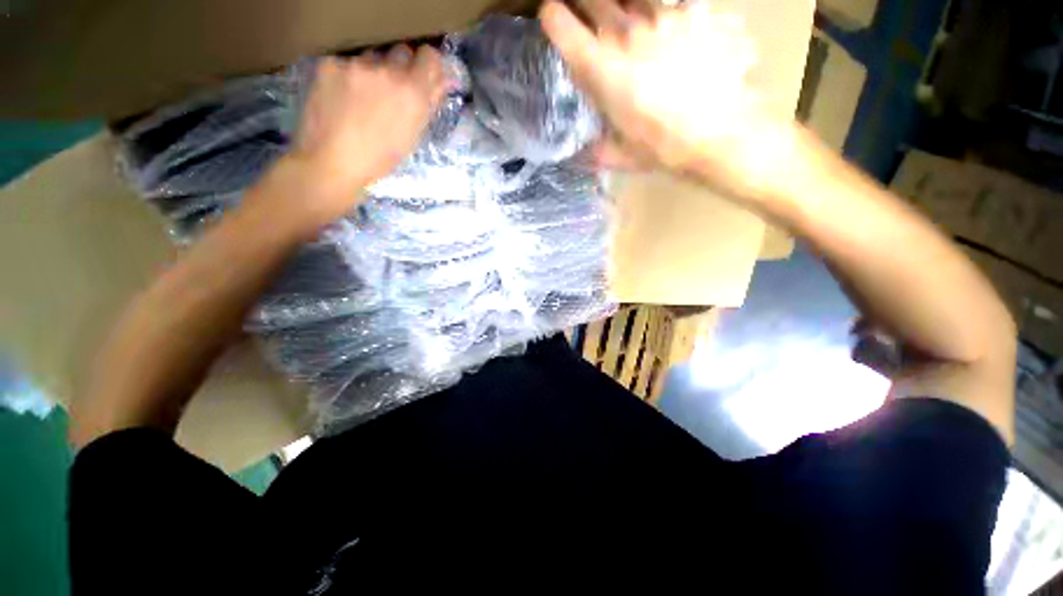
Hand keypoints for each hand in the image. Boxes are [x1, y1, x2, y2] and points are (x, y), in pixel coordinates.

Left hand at [283, 45, 446, 221]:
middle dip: (401, 67)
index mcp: (413, 93)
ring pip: (373, 57)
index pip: (429, 56)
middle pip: (402, 51)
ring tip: (363, 98)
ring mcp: (356, 65)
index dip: (427, 65)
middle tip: (392, 90)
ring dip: (374, 71)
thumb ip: (429, 104)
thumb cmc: (381, 158)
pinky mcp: (330, 64)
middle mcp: (388, 71)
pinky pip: (347, 62)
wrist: (333, 162)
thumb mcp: (413, 136)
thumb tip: (442, 82)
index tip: (423, 74)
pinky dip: (348, 76)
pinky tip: (342, 98)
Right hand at [540, 0, 796, 200]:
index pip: (561, 24)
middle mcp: (628, 31)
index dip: (553, 19)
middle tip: (592, 23)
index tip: (554, 21)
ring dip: (627, 10)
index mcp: (602, 68)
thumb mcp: (622, 155)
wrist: (725, 133)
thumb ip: (597, 149)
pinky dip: (668, 17)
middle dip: (586, 8)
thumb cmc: (666, 147)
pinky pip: (674, 4)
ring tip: (635, 33)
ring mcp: (665, 14)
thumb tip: (582, 152)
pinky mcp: (698, 11)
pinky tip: (673, 38)